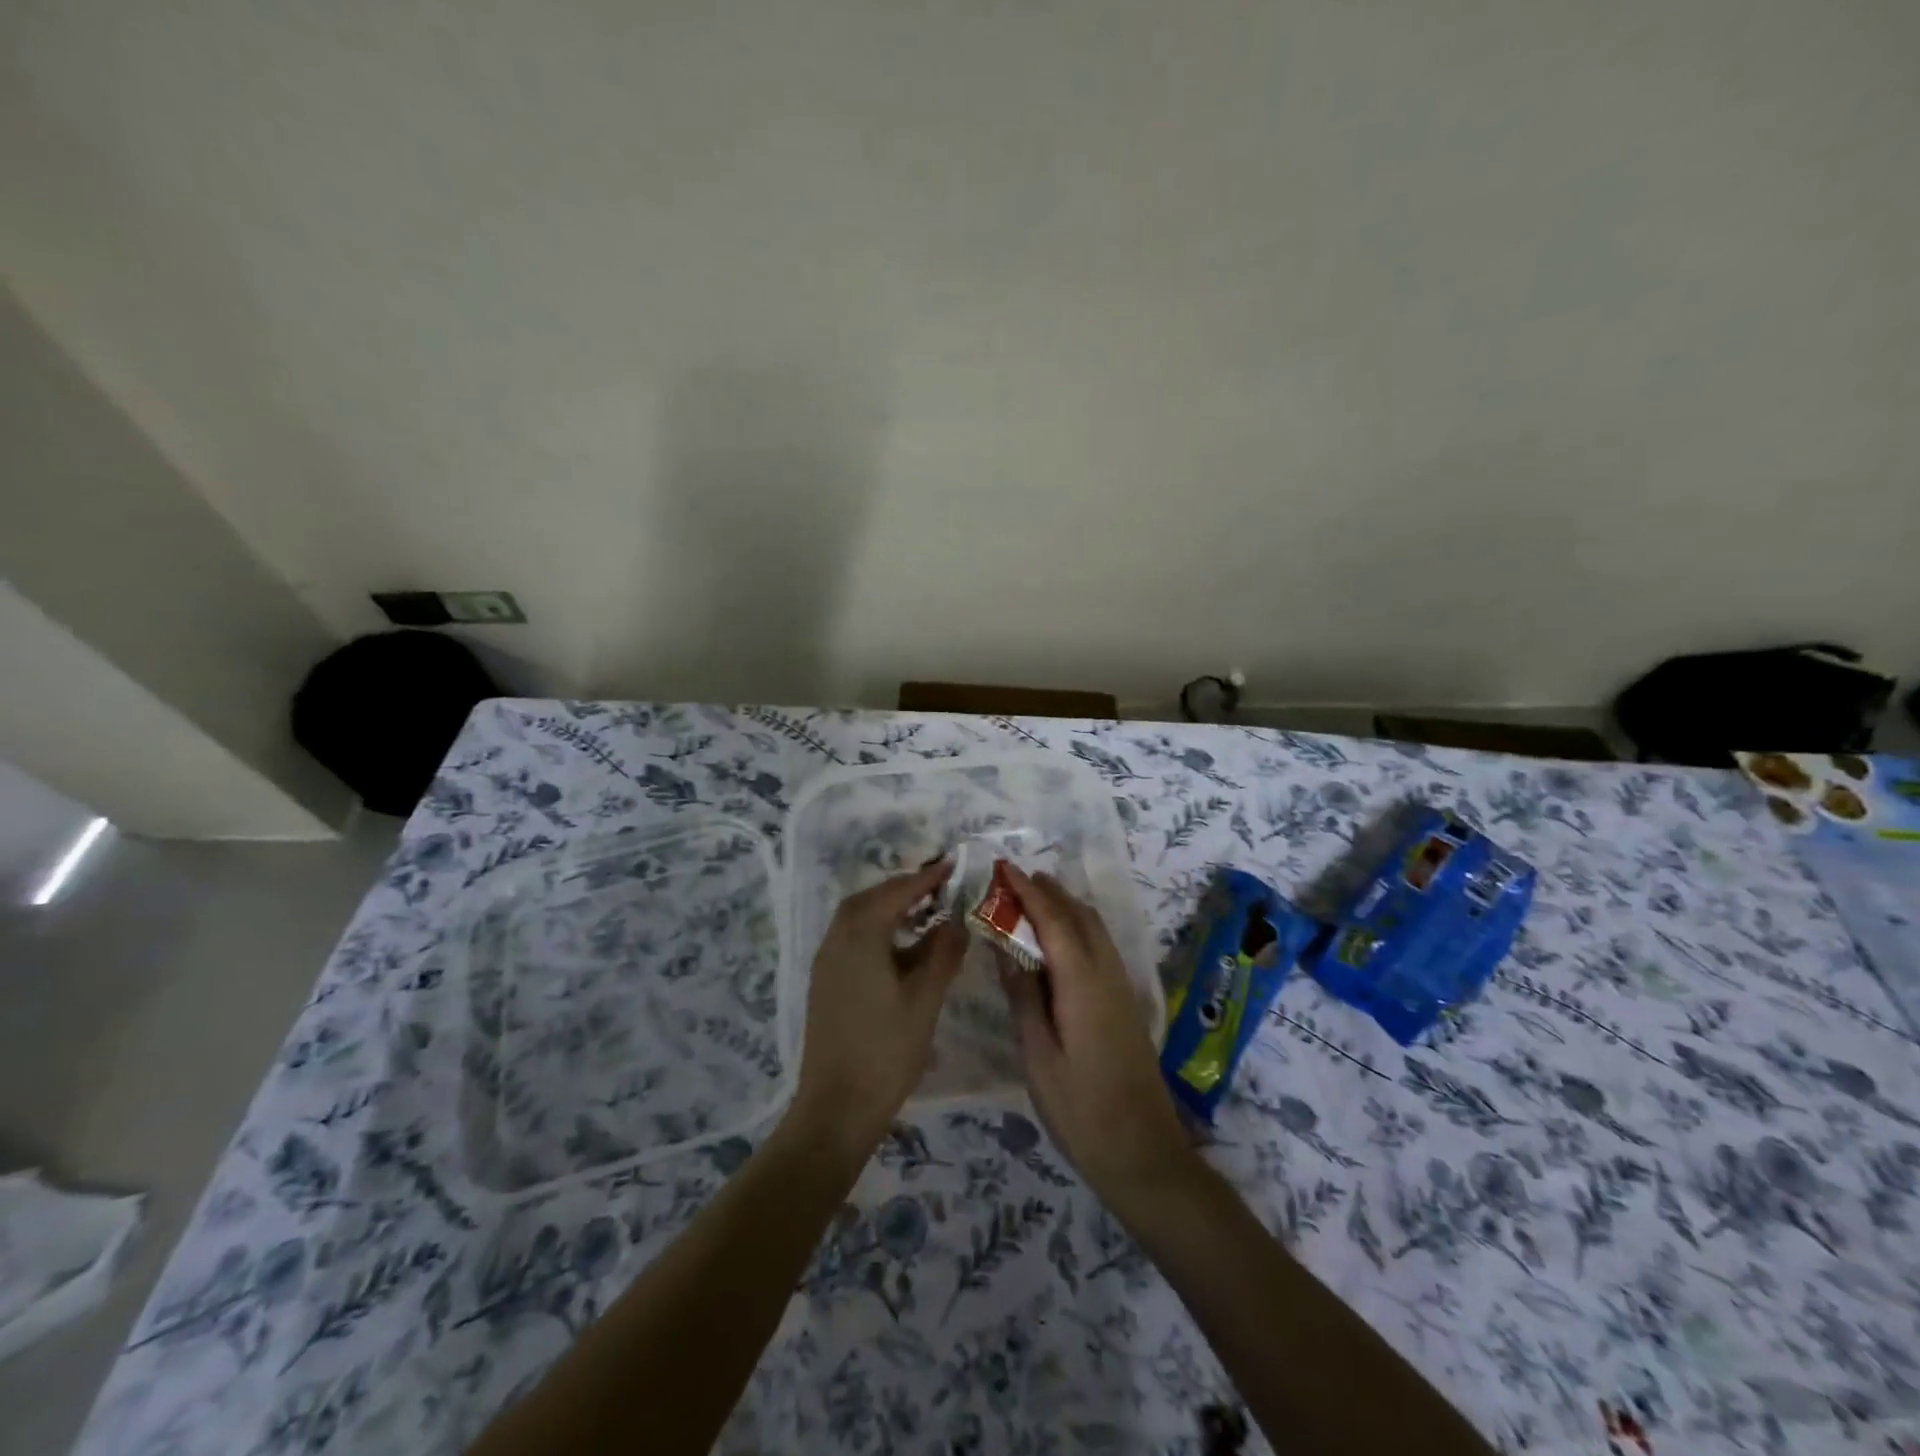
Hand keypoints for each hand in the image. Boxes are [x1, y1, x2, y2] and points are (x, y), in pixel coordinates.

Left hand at [789, 861, 966, 1159]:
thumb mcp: (925, 1000)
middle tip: (938, 888)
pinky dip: (878, 931)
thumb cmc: (886, 1051)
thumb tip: (957, 922)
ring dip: (889, 910)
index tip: (951, 865)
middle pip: (869, 899)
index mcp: (860, 937)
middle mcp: (837, 941)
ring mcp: (827, 963)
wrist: (836, 1108)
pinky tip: (903, 950)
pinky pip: (852, 940)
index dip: (925, 878)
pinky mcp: (826, 983)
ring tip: (925, 914)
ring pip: (858, 919)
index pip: (896, 893)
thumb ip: (943, 954)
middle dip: (903, 889)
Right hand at [995, 865, 1199, 1209]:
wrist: (1143, 1152)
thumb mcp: (1038, 1055)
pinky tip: (1057, 944)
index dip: (1028, 891)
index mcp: (1082, 982)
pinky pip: (1099, 947)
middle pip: (1080, 915)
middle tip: (1012, 881)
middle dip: (1048, 891)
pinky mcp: (1125, 1003)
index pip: (1054, 920)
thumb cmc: (1081, 1109)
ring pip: (1094, 929)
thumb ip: (1023, 996)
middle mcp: (1107, 974)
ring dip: (1064, 907)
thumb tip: (1006, 948)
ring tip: (1030, 902)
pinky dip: (1076, 929)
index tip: (1004, 868)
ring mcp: (1121, 987)